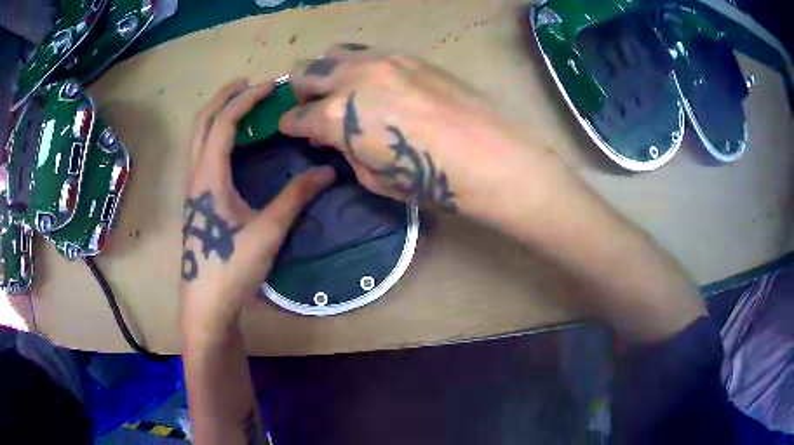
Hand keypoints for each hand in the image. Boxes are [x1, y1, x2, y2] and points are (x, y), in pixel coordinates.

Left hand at [180, 79, 335, 344]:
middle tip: (247, 83)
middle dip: (223, 97)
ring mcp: (193, 189)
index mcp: (209, 177)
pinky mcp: (197, 201)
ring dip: (217, 115)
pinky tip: (232, 144)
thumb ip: (295, 197)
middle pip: (202, 123)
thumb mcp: (267, 232)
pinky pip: (202, 154)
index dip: (246, 99)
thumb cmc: (232, 268)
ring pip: (198, 139)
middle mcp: (196, 176)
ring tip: (240, 105)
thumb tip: (327, 172)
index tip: (270, 86)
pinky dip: (215, 136)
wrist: (206, 305)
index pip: (223, 123)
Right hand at [279, 44, 537, 217]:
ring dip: (329, 70)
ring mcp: (381, 61)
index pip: (296, 116)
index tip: (291, 129)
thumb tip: (336, 139)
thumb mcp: (374, 178)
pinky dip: (361, 65)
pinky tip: (376, 82)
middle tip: (314, 106)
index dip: (290, 125)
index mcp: (335, 115)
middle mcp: (351, 78)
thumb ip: (347, 152)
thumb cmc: (428, 179)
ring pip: (334, 52)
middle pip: (305, 70)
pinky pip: (369, 52)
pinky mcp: (409, 56)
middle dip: (302, 90)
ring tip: (344, 88)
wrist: (488, 155)